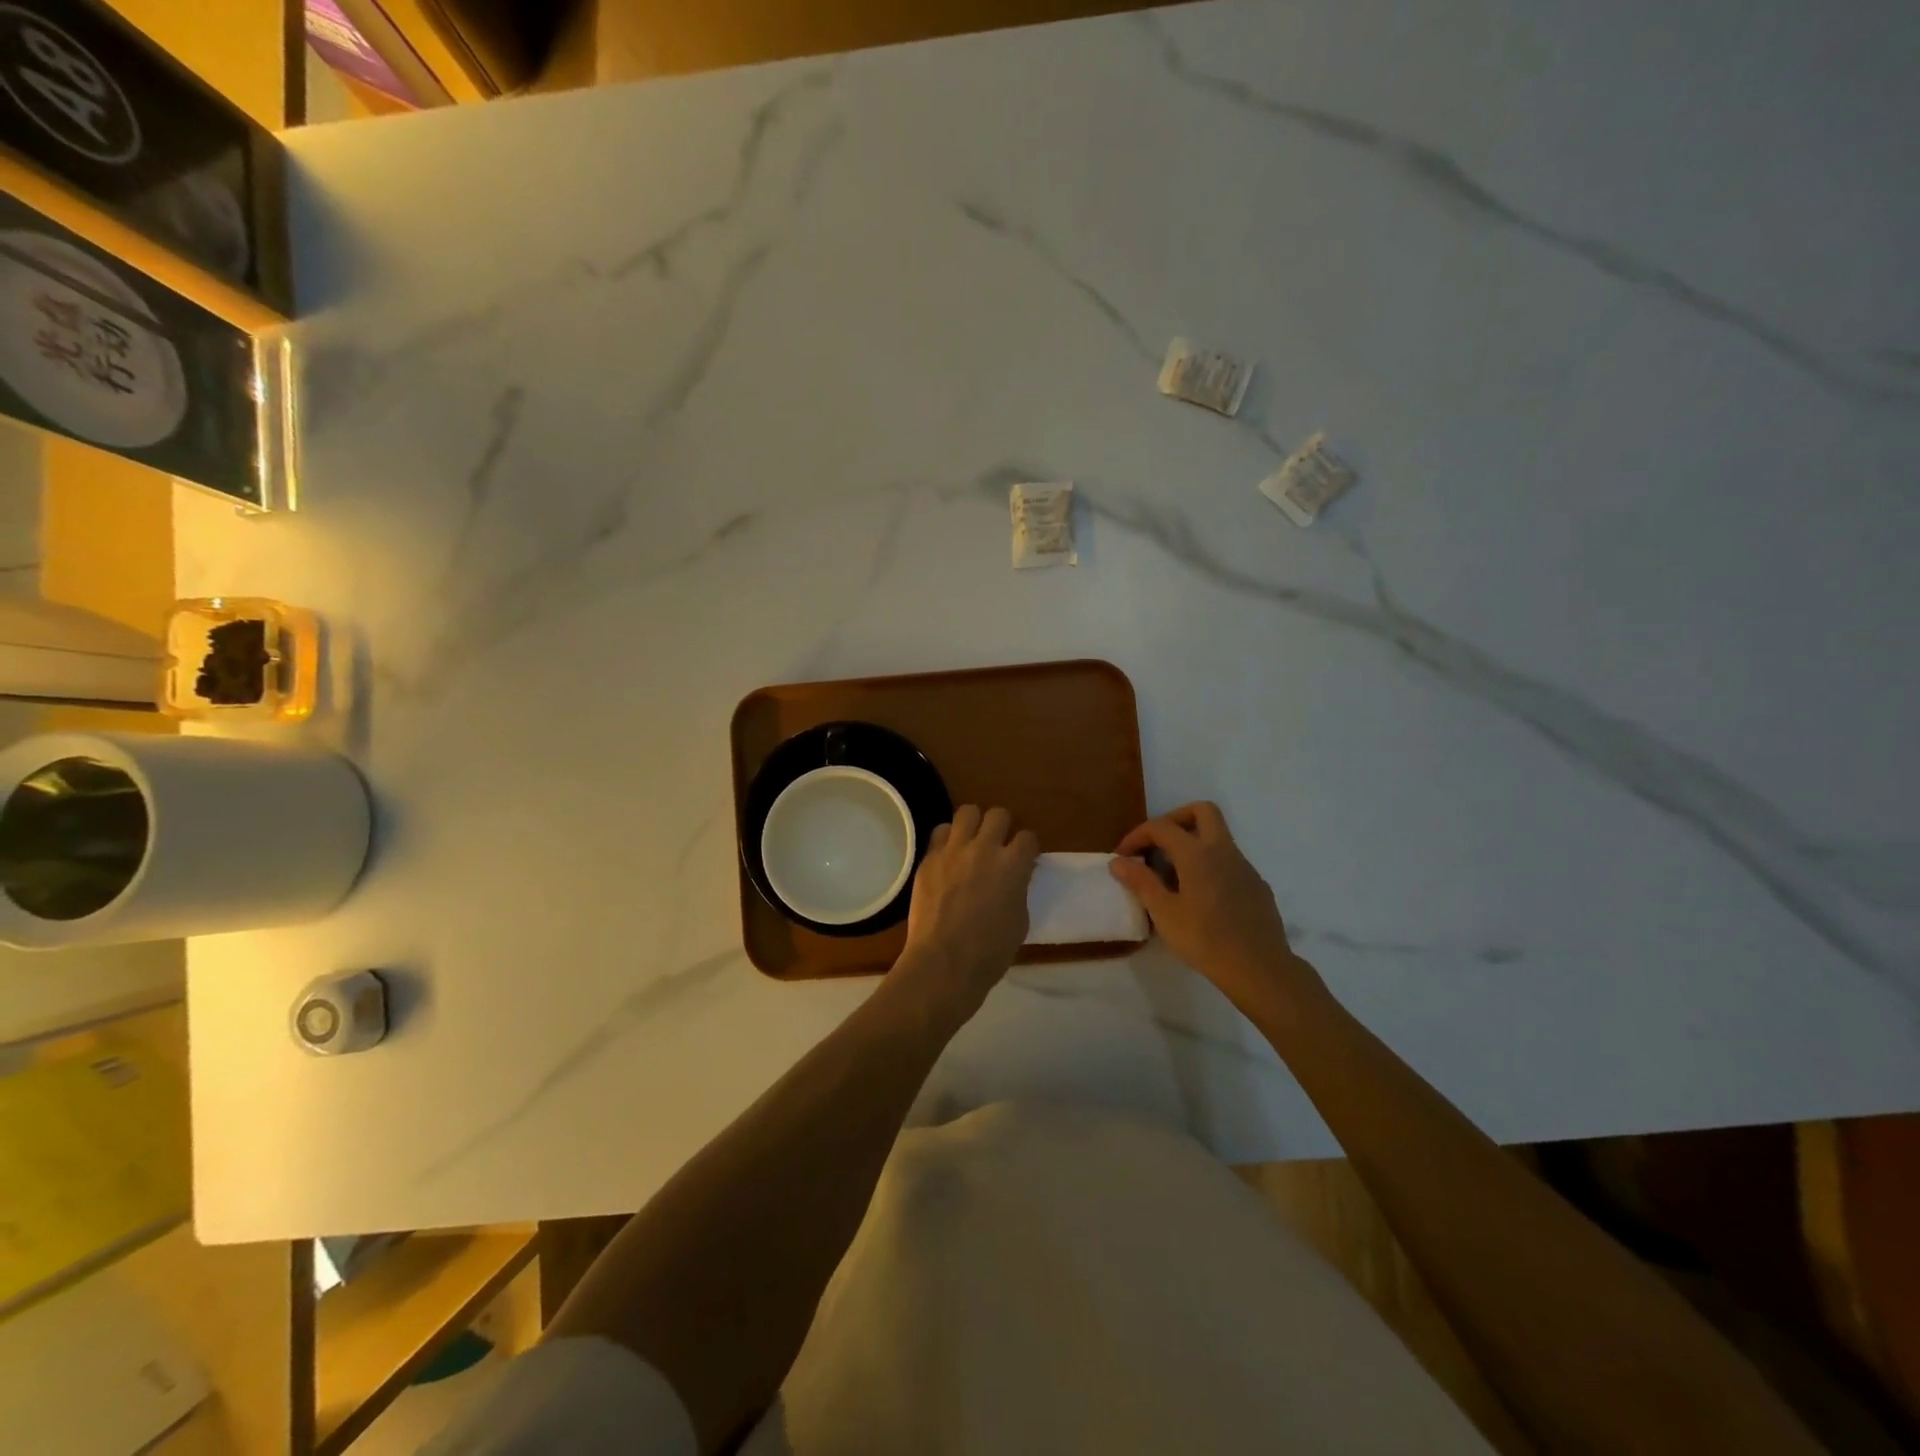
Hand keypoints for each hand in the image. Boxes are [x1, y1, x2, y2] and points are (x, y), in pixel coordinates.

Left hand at [895, 806, 1038, 1021]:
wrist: (944, 962)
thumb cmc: (990, 952)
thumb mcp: (1019, 921)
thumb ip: (1019, 890)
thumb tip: (1015, 878)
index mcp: (1013, 865)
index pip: (1028, 837)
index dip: (1027, 847)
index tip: (1024, 857)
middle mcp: (985, 849)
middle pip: (998, 814)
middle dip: (1002, 826)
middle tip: (998, 845)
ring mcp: (954, 850)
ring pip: (967, 812)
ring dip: (974, 824)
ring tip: (971, 841)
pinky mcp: (929, 858)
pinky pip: (940, 832)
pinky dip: (948, 839)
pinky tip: (948, 856)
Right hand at [1109, 802, 1318, 1012]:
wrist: (1259, 969)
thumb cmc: (1205, 940)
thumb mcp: (1164, 913)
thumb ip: (1140, 882)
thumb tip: (1118, 861)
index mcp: (1198, 853)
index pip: (1162, 827)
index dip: (1137, 836)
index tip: (1123, 857)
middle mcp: (1224, 851)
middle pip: (1202, 811)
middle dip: (1175, 819)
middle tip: (1157, 845)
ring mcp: (1245, 867)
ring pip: (1218, 837)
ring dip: (1193, 843)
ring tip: (1173, 876)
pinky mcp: (1257, 885)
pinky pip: (1229, 862)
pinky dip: (1210, 866)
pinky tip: (1201, 897)